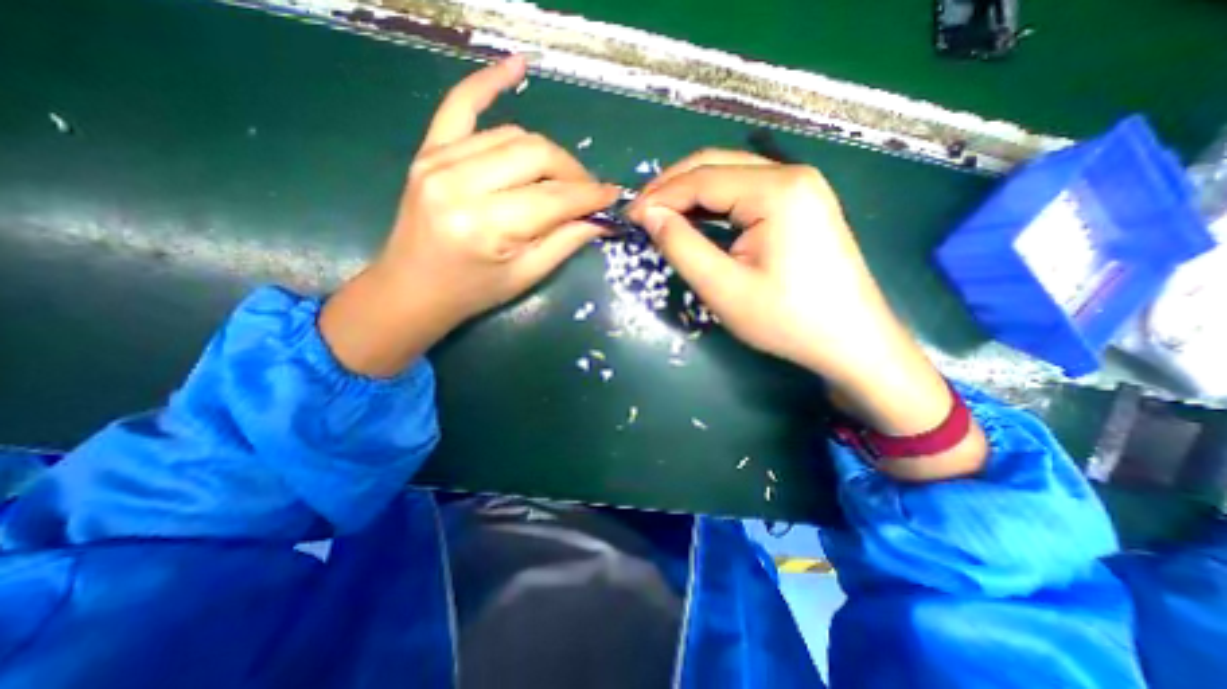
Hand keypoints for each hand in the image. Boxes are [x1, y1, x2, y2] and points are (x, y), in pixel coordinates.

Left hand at [321, 57, 618, 378]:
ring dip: (548, 153)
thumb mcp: (525, 276)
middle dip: (573, 172)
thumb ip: (565, 243)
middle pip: (536, 155)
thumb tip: (601, 219)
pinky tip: (517, 66)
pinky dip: (488, 83)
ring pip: (513, 136)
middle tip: (589, 192)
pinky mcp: (428, 151)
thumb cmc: (472, 292)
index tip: (613, 196)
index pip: (553, 198)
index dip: (589, 196)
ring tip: (563, 177)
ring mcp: (438, 160)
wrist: (412, 289)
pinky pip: (460, 106)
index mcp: (485, 225)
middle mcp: (460, 183)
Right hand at [624, 147, 984, 476]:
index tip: (630, 217)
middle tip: (642, 213)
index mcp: (776, 190)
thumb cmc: (786, 319)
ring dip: (692, 194)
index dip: (660, 196)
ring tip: (661, 216)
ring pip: (731, 177)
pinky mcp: (801, 204)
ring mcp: (801, 187)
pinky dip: (715, 204)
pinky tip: (697, 219)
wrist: (851, 341)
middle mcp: (791, 175)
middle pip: (717, 166)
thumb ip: (681, 246)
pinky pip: (747, 193)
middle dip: (672, 187)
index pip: (701, 179)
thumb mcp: (723, 288)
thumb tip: (650, 216)